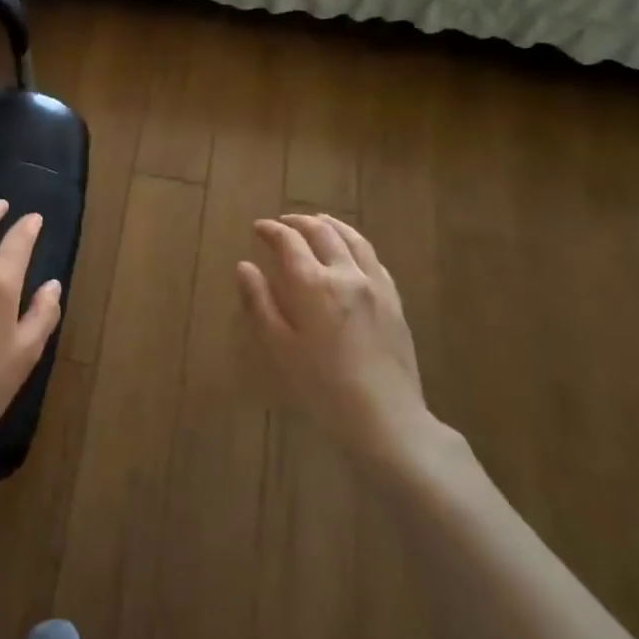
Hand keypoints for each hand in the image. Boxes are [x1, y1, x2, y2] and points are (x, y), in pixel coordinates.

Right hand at [237, 214, 443, 470]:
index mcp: (312, 284)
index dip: (271, 230)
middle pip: (323, 232)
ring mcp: (375, 285)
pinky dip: (355, 244)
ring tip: (317, 222)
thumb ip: (260, 302)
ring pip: (353, 239)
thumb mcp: (279, 347)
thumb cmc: (321, 386)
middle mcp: (346, 274)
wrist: (385, 416)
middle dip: (299, 222)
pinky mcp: (394, 300)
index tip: (258, 228)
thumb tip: (244, 267)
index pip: (289, 242)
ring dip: (331, 225)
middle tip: (283, 222)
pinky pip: (374, 258)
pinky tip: (351, 251)